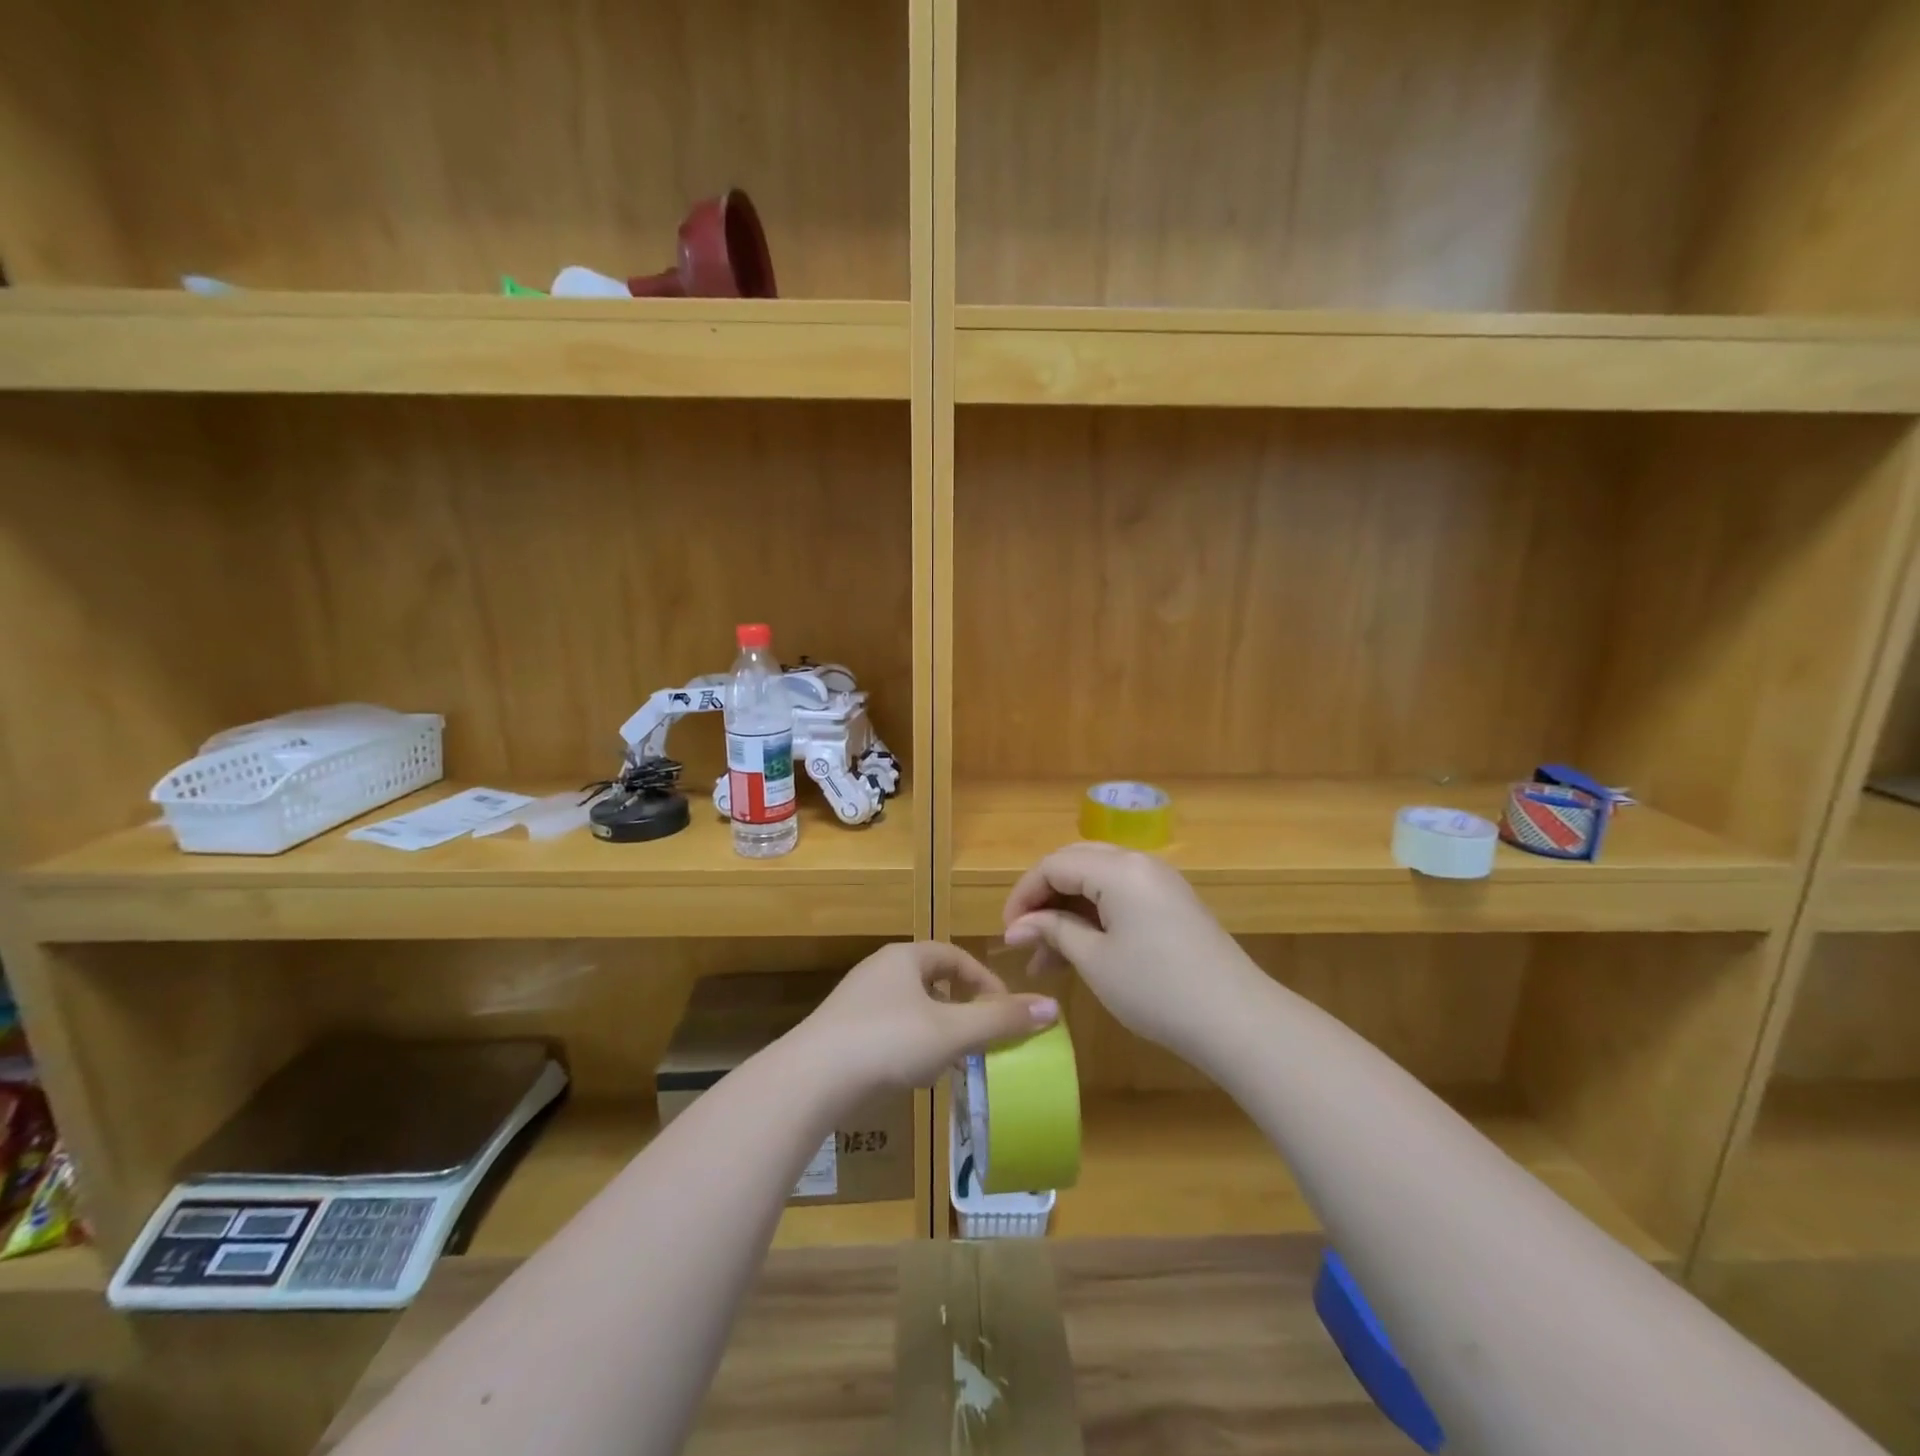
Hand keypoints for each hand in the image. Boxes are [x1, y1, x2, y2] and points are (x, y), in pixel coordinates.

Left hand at [791, 941, 1059, 1097]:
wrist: (811, 1080)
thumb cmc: (888, 1042)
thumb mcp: (953, 1032)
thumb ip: (1001, 1021)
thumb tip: (1052, 1008)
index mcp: (905, 957)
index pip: (956, 957)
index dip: (985, 982)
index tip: (1004, 1013)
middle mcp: (879, 971)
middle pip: (933, 981)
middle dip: (962, 1009)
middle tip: (981, 1039)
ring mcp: (856, 1002)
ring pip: (911, 1009)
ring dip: (937, 1030)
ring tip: (952, 1061)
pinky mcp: (842, 1033)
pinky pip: (889, 1030)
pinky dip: (910, 1047)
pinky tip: (913, 1075)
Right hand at [1002, 843, 1255, 1058]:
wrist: (1238, 1021)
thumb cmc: (1156, 989)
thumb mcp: (1095, 960)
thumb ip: (1053, 931)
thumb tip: (1017, 927)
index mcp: (1118, 869)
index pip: (1054, 865)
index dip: (1024, 895)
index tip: (1008, 933)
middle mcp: (1139, 863)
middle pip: (1075, 864)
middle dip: (1044, 899)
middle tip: (1025, 939)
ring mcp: (1160, 883)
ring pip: (1097, 882)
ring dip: (1067, 912)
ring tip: (1046, 960)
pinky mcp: (1172, 904)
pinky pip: (1120, 897)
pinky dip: (1094, 918)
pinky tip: (1080, 952)